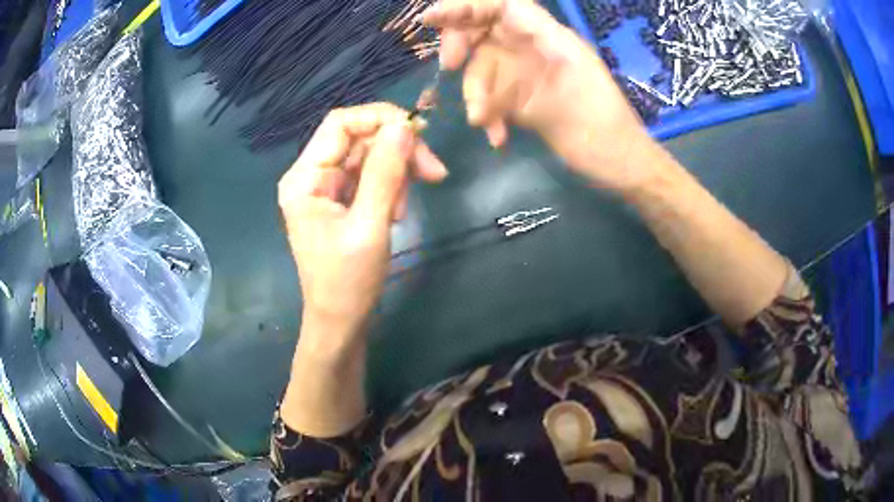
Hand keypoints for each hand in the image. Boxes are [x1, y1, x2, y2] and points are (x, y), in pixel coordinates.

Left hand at [278, 103, 447, 343]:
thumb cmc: (348, 282)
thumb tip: (405, 127)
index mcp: (305, 178)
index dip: (380, 118)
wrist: (341, 322)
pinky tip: (397, 212)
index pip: (340, 124)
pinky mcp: (341, 200)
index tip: (419, 133)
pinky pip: (371, 177)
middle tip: (435, 172)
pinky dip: (391, 187)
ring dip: (398, 172)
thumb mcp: (369, 226)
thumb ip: (385, 173)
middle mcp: (312, 175)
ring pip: (369, 156)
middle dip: (397, 150)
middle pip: (359, 138)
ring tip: (404, 209)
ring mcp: (327, 188)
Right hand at [422, 0, 665, 194]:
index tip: (431, 19)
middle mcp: (534, 48)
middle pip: (484, 29)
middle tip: (449, 69)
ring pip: (483, 67)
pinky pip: (492, 96)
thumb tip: (487, 44)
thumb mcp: (569, 87)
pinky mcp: (523, 99)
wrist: (619, 165)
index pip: (501, 6)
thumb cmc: (604, 129)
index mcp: (550, 37)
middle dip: (461, 46)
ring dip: (477, 94)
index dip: (464, 6)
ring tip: (483, 123)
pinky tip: (498, 137)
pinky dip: (489, 114)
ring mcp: (527, 74)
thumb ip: (529, 60)